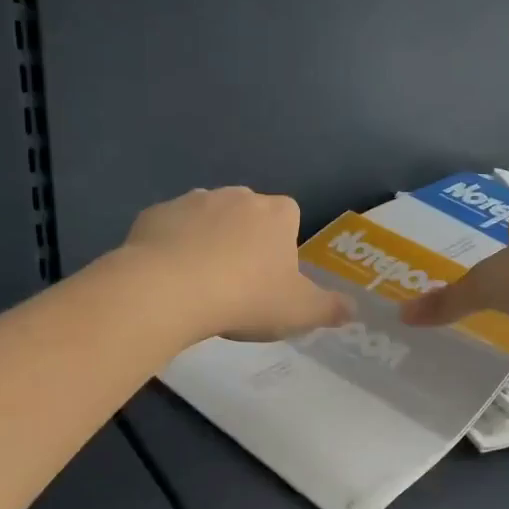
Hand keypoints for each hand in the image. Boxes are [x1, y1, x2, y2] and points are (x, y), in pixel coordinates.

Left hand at [124, 187, 352, 341]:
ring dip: (206, 241)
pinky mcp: (155, 213)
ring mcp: (192, 200)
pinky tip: (168, 277)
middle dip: (244, 241)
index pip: (289, 218)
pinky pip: (170, 228)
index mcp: (277, 214)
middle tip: (236, 284)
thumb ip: (329, 308)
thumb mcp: (298, 312)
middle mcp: (237, 197)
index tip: (272, 278)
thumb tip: (353, 308)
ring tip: (199, 283)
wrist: (170, 290)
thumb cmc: (245, 298)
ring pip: (206, 219)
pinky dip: (171, 246)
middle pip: (247, 215)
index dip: (282, 246)